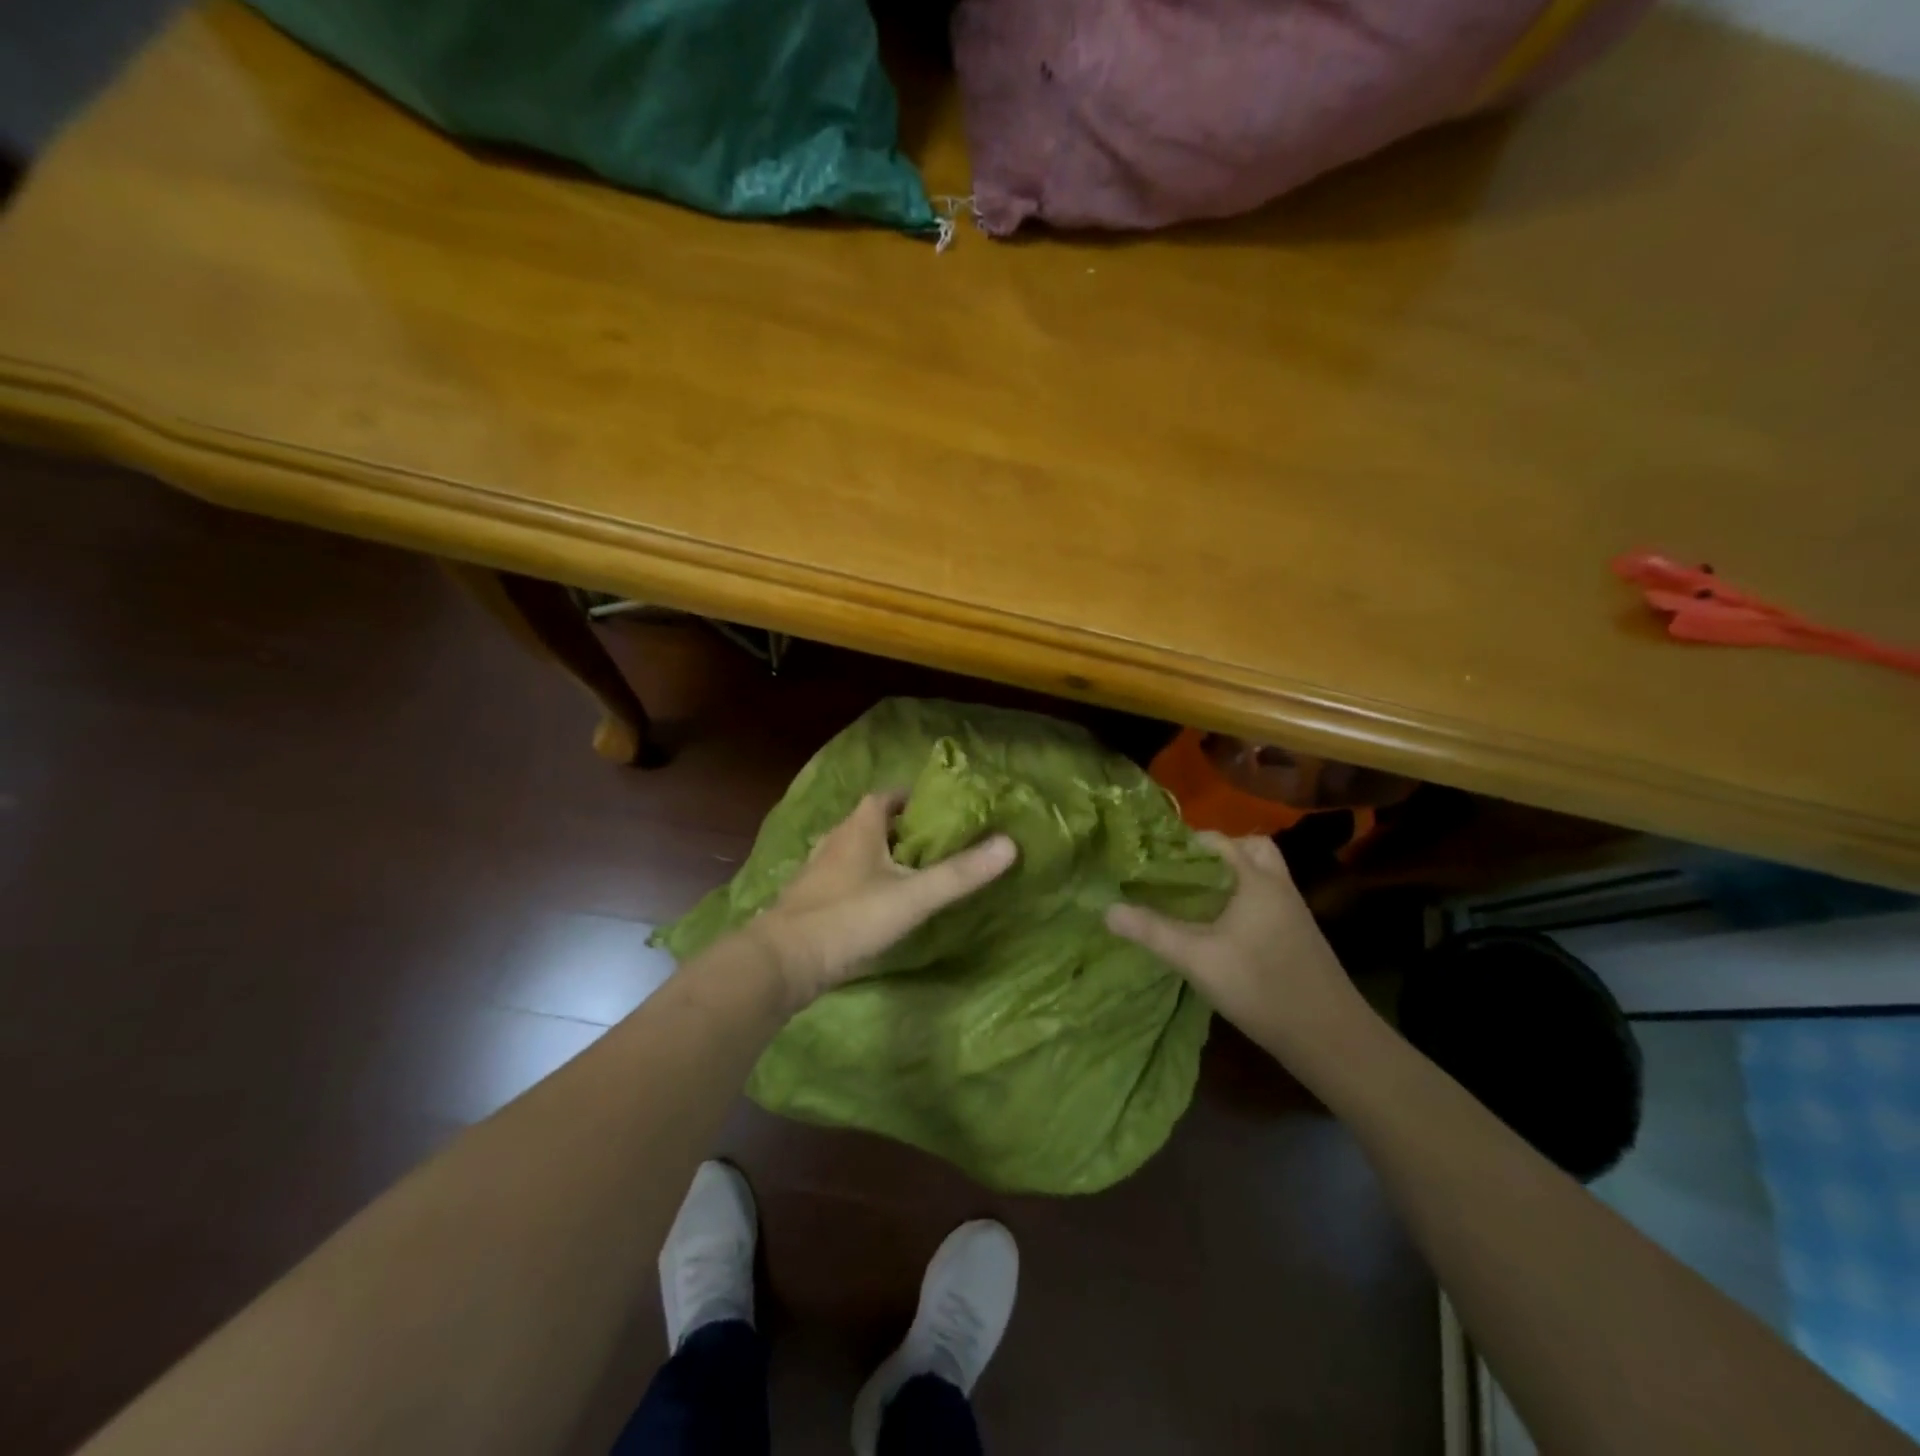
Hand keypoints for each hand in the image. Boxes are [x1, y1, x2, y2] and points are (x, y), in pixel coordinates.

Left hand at [748, 792, 1017, 1006]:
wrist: (782, 962)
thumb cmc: (848, 918)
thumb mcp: (913, 896)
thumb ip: (960, 873)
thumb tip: (1010, 844)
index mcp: (859, 826)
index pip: (889, 795)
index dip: (916, 798)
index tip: (945, 810)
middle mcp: (836, 838)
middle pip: (874, 822)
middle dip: (905, 828)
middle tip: (938, 843)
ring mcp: (819, 869)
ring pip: (859, 850)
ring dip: (884, 855)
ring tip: (916, 872)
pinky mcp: (811, 898)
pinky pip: (846, 876)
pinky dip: (867, 879)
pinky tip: (881, 902)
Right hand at [1105, 832, 1362, 1049]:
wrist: (1330, 1037)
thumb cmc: (1260, 987)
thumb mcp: (1197, 958)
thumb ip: (1152, 931)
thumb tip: (1106, 908)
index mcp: (1256, 879)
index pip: (1218, 841)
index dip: (1184, 843)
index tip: (1152, 858)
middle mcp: (1278, 885)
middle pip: (1249, 848)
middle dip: (1215, 854)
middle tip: (1182, 874)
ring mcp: (1293, 910)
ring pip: (1261, 875)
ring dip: (1231, 877)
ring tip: (1195, 898)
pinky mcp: (1298, 934)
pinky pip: (1266, 898)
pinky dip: (1243, 898)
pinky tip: (1220, 927)